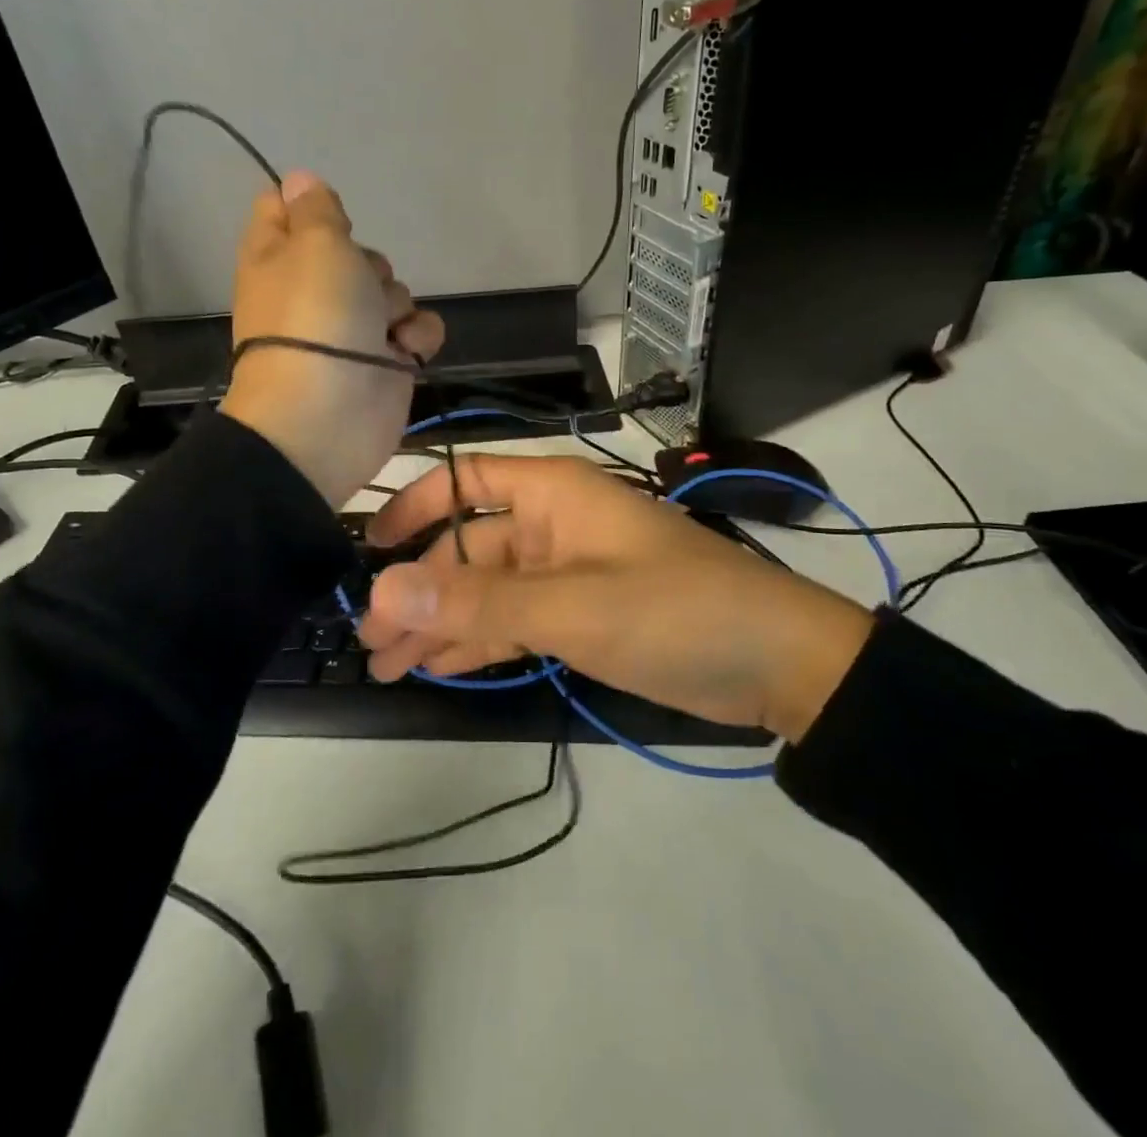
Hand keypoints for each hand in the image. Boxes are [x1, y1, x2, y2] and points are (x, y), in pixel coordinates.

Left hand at [219, 172, 443, 506]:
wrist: (329, 414)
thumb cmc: (315, 317)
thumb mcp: (314, 244)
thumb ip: (315, 209)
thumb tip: (297, 180)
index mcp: (279, 257)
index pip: (285, 210)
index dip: (310, 208)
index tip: (328, 218)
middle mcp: (315, 290)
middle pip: (356, 251)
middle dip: (369, 264)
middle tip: (357, 286)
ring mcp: (354, 329)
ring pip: (393, 289)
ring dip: (395, 304)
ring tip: (380, 330)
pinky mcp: (387, 361)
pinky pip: (417, 330)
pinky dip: (416, 339)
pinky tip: (404, 352)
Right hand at [357, 456, 876, 741]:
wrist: (777, 664)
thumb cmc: (677, 612)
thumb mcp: (574, 606)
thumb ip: (480, 600)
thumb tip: (386, 589)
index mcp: (553, 495)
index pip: (466, 481)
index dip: (415, 505)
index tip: (370, 547)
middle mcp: (552, 527)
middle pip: (467, 548)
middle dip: (419, 589)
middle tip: (369, 638)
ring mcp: (565, 575)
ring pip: (486, 591)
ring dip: (440, 623)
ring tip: (385, 662)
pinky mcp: (579, 617)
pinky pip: (513, 621)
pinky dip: (478, 642)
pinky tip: (438, 665)